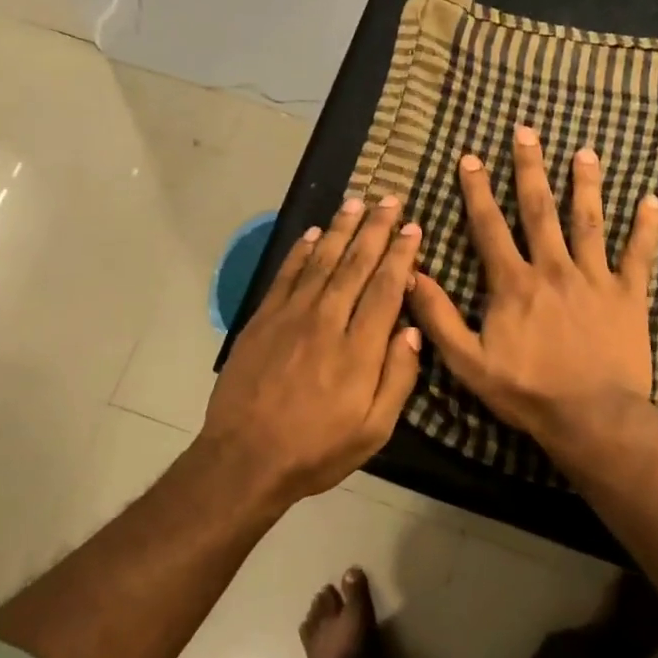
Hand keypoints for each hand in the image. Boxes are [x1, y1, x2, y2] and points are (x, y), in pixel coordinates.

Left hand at [202, 193, 423, 504]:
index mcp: (359, 348)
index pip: (386, 288)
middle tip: (390, 199)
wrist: (245, 458)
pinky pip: (287, 275)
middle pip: (356, 264)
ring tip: (357, 202)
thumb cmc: (316, 449)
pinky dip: (301, 251)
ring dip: (342, 229)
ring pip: (322, 261)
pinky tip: (314, 233)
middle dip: (376, 229)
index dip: (402, 255)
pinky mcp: (263, 319)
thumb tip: (412, 330)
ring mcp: (291, 316)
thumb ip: (398, 377)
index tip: (413, 228)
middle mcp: (327, 320)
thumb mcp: (374, 430)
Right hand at [407, 125, 657, 461]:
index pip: (490, 226)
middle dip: (530, 168)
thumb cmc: (527, 391)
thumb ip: (439, 316)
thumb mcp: (468, 362)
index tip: (470, 157)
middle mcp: (554, 268)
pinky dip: (647, 227)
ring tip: (585, 152)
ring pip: (589, 222)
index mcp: (514, 283)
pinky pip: (639, 255)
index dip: (477, 190)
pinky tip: (653, 199)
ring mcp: (595, 278)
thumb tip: (412, 273)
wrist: (592, 418)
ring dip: (586, 184)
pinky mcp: (629, 294)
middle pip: (539, 209)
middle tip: (526, 131)